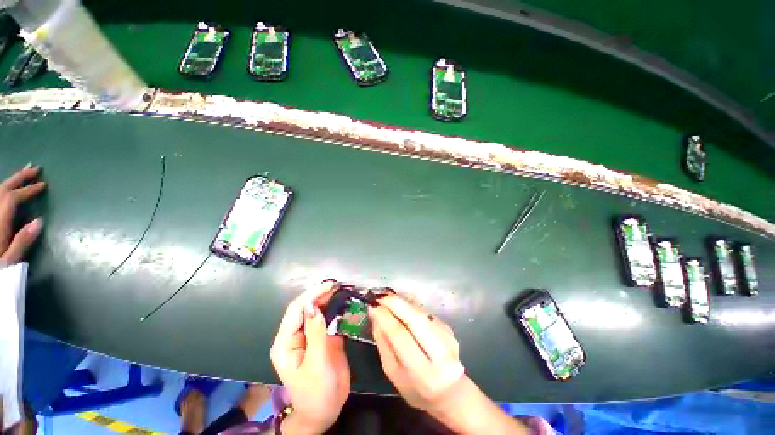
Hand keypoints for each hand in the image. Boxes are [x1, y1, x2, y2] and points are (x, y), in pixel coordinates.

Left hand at [0, 165, 44, 264]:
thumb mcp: (9, 259)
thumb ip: (22, 241)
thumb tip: (39, 221)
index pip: (12, 199)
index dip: (28, 190)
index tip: (43, 185)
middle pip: (3, 189)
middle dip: (19, 178)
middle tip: (35, 168)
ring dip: (11, 180)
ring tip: (24, 172)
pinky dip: (3, 189)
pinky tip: (7, 187)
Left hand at [270, 281, 349, 433]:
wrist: (325, 410)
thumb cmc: (316, 392)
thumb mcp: (316, 364)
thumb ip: (315, 333)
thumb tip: (314, 305)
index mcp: (286, 342)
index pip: (296, 311)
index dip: (311, 295)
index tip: (329, 285)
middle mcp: (295, 335)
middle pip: (305, 307)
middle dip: (319, 294)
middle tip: (337, 284)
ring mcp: (309, 336)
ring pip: (316, 311)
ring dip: (327, 299)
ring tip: (341, 289)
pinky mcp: (322, 338)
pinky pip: (326, 319)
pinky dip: (334, 308)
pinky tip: (343, 302)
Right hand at [369, 294, 464, 412]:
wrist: (449, 391)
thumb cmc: (415, 388)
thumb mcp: (393, 373)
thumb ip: (383, 344)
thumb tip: (375, 315)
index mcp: (423, 372)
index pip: (400, 335)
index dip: (385, 317)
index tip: (372, 305)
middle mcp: (440, 354)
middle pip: (415, 318)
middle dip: (395, 303)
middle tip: (380, 296)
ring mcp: (448, 338)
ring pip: (421, 312)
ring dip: (403, 301)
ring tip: (388, 298)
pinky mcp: (449, 329)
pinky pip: (426, 312)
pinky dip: (412, 305)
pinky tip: (402, 305)